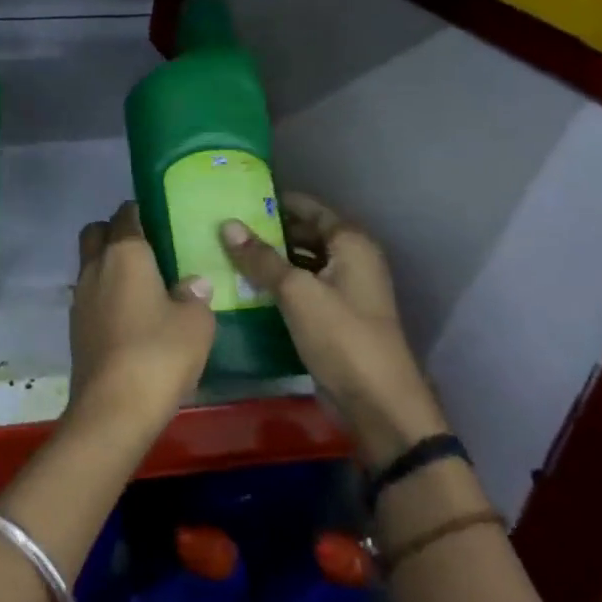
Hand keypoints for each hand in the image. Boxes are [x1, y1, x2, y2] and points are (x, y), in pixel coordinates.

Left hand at [67, 202, 215, 442]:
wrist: (113, 406)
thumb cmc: (159, 353)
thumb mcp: (196, 323)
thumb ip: (195, 295)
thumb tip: (192, 283)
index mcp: (125, 253)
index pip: (126, 215)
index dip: (140, 211)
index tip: (157, 217)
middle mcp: (95, 266)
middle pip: (96, 233)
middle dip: (114, 232)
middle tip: (145, 248)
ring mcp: (80, 297)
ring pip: (89, 264)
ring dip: (107, 265)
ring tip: (140, 284)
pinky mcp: (75, 325)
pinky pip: (89, 294)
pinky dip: (104, 294)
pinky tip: (128, 315)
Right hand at [221, 194, 444, 466]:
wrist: (377, 404)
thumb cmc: (342, 337)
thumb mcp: (296, 292)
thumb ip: (261, 258)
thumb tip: (227, 225)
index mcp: (351, 244)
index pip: (310, 208)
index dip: (276, 201)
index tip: (237, 197)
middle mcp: (352, 261)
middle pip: (304, 234)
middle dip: (268, 231)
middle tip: (224, 227)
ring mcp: (344, 291)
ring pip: (300, 264)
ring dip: (269, 260)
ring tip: (226, 253)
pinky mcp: (333, 318)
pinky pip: (300, 290)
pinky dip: (276, 285)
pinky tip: (244, 286)